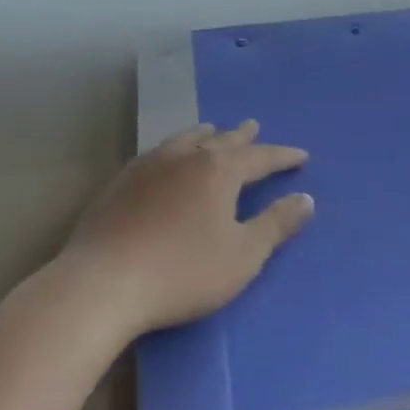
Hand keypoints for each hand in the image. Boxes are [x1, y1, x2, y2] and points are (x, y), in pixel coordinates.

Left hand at [59, 120, 312, 338]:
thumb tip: (305, 199)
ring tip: (212, 131)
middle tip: (254, 126)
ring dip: (205, 135)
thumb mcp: (243, 255)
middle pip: (221, 140)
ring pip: (185, 140)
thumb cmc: (183, 272)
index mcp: (219, 171)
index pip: (259, 157)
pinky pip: (158, 153)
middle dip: (242, 136)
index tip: (301, 156)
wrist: (103, 283)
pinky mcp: (120, 182)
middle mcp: (185, 157)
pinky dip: (175, 149)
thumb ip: (276, 224)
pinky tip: (167, 160)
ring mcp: (149, 166)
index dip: (282, 157)